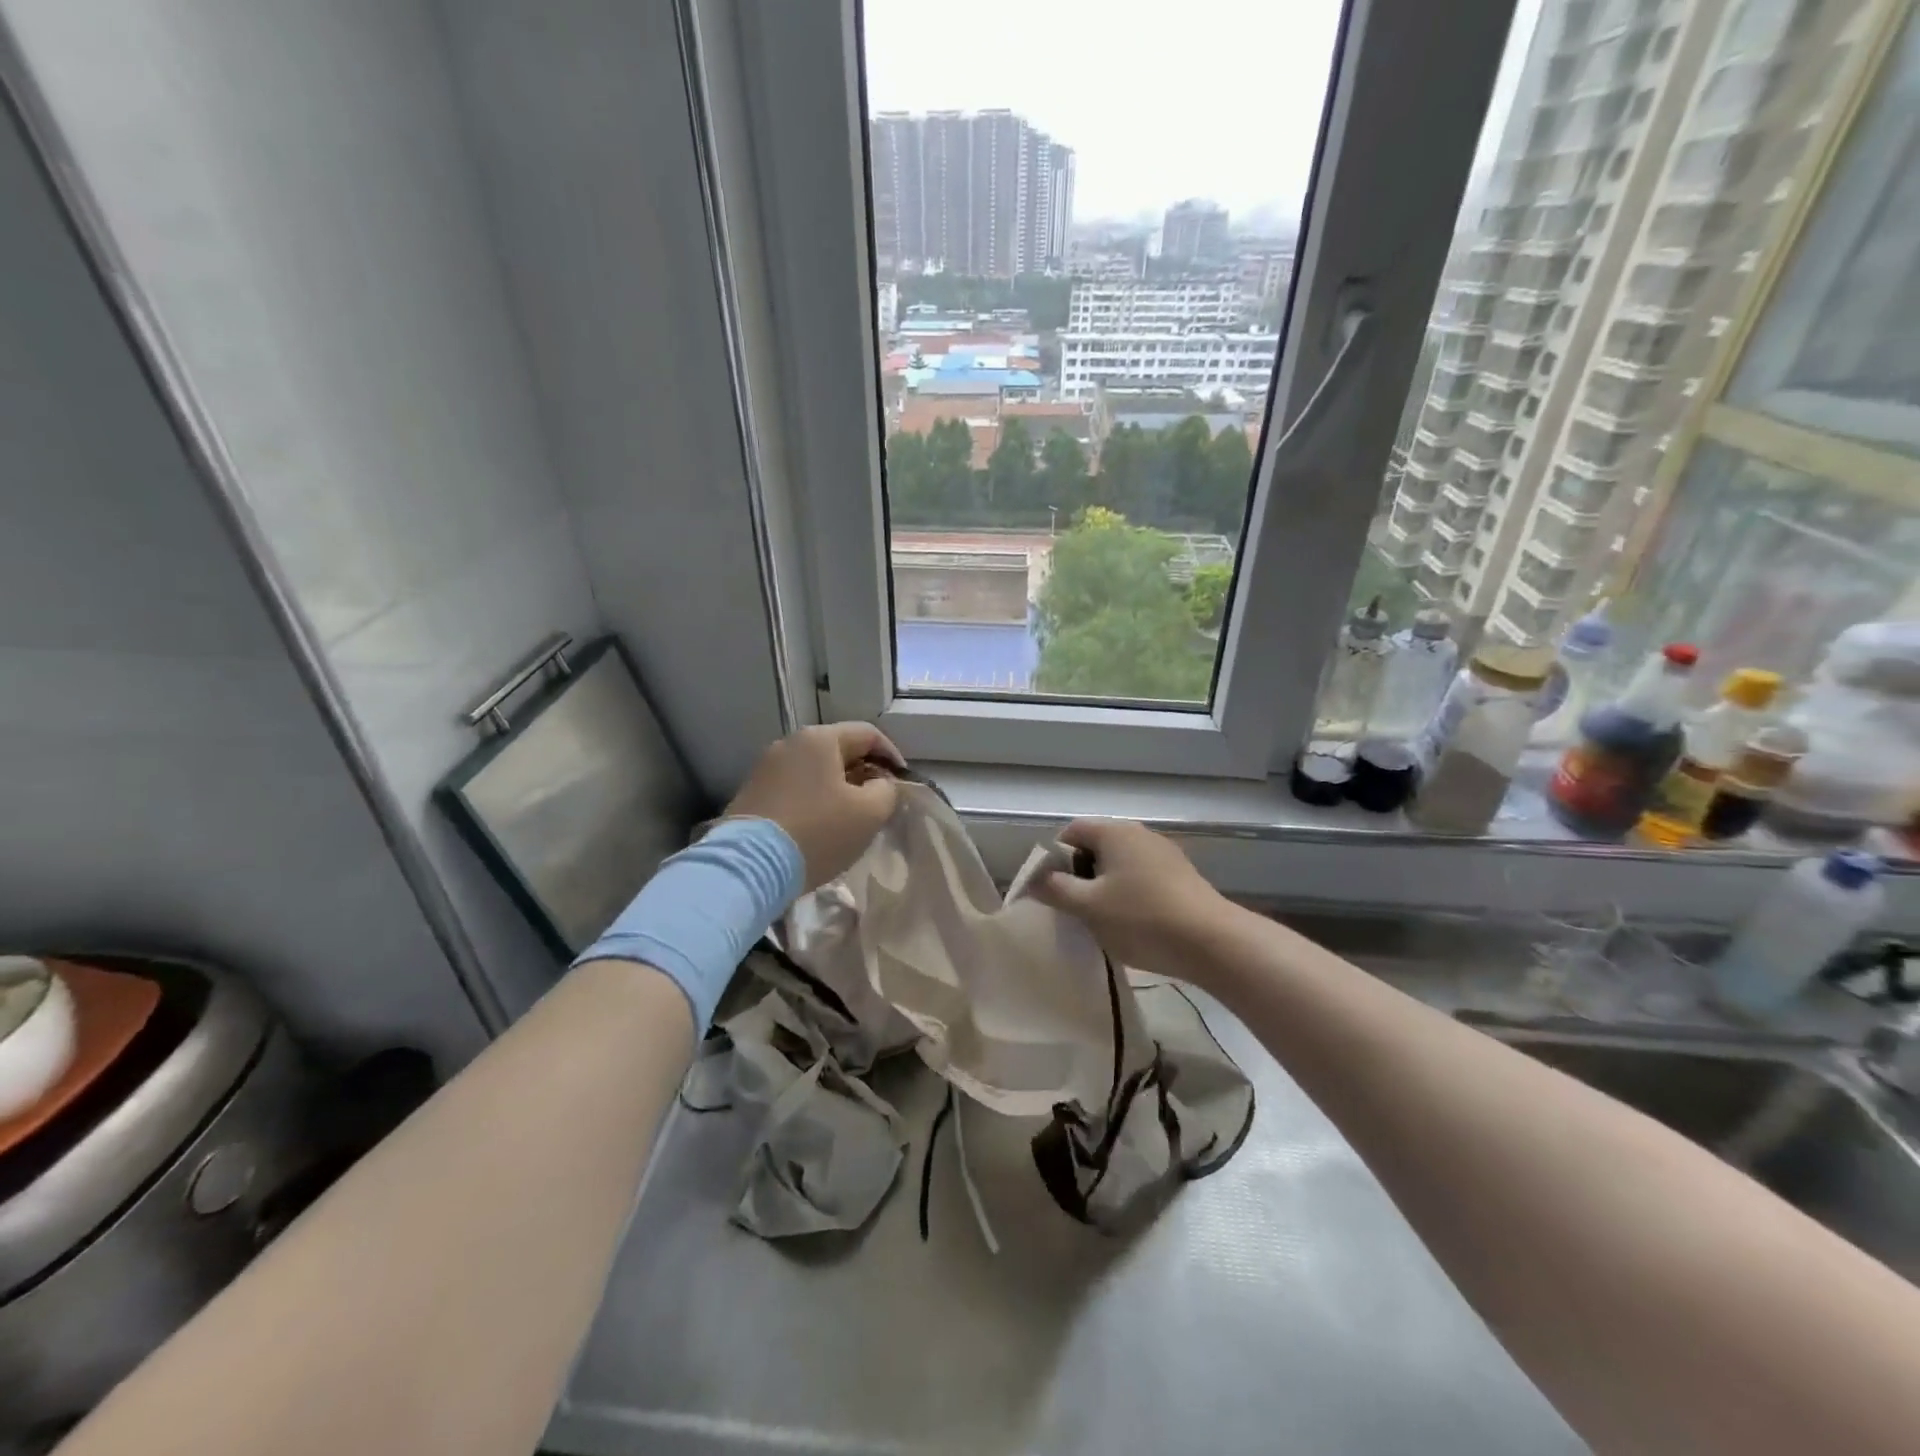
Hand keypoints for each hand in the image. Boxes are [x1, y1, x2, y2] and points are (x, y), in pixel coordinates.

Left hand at [724, 723, 904, 890]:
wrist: (749, 867)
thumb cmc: (817, 832)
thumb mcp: (869, 813)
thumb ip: (886, 791)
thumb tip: (881, 784)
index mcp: (819, 739)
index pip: (867, 734)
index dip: (891, 755)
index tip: (902, 781)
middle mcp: (789, 743)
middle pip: (838, 749)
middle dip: (864, 772)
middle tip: (880, 799)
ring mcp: (765, 767)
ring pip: (814, 770)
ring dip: (838, 787)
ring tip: (851, 814)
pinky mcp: (751, 793)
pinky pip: (794, 787)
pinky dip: (813, 799)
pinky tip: (820, 824)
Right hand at [1029, 818, 1233, 979]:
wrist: (1212, 942)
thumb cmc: (1142, 919)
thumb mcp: (1089, 907)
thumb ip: (1056, 890)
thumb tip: (1034, 879)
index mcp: (1114, 832)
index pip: (1070, 832)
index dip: (1053, 858)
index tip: (1051, 890)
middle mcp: (1139, 834)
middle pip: (1095, 846)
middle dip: (1079, 875)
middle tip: (1074, 908)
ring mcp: (1164, 854)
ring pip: (1119, 864)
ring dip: (1104, 887)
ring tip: (1102, 920)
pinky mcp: (1181, 876)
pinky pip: (1142, 877)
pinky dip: (1129, 895)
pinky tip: (1133, 924)